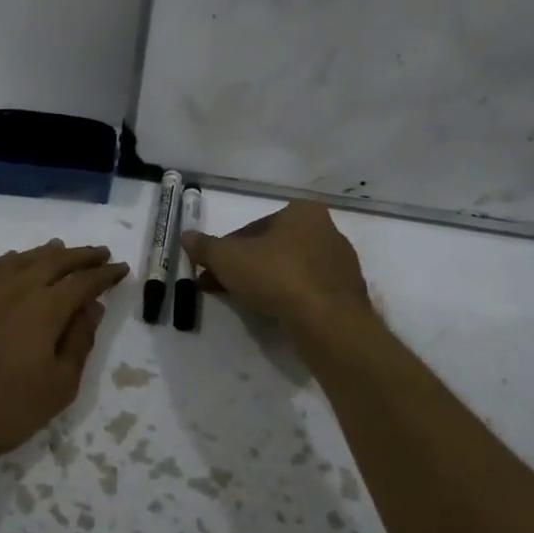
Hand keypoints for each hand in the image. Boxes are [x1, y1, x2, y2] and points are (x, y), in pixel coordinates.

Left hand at [0, 240, 128, 474]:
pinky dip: (5, 260)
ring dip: (45, 252)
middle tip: (100, 253)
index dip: (105, 274)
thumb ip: (79, 342)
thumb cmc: (5, 408)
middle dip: (81, 256)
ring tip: (61, 248)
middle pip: (55, 261)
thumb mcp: (58, 386)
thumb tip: (92, 308)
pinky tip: (11, 261)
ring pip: (20, 260)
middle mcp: (17, 289)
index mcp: (46, 308)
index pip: (84, 282)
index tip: (121, 269)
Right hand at [181, 203, 370, 330]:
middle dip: (245, 266)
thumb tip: (185, 235)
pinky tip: (274, 314)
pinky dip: (290, 297)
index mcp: (302, 212)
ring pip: (291, 269)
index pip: (254, 228)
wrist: (326, 320)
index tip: (212, 270)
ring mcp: (341, 263)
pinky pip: (309, 290)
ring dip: (266, 282)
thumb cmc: (276, 276)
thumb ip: (205, 246)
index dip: (227, 250)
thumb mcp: (228, 258)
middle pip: (273, 248)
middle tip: (222, 287)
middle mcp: (327, 230)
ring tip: (245, 303)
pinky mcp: (347, 293)